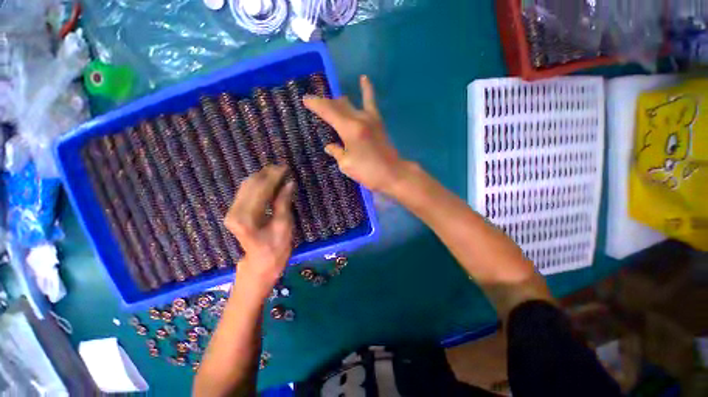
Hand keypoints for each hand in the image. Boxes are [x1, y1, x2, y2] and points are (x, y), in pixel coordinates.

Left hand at [224, 166, 294, 298]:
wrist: (260, 264)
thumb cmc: (275, 249)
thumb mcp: (284, 226)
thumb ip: (283, 202)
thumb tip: (289, 182)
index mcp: (246, 218)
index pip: (261, 189)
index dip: (274, 176)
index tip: (286, 167)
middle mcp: (234, 211)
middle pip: (251, 184)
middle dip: (268, 174)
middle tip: (283, 167)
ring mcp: (233, 211)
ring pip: (247, 186)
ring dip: (263, 177)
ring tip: (278, 171)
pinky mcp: (235, 211)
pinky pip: (246, 191)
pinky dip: (259, 184)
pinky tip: (269, 180)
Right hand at [304, 75, 407, 194]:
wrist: (393, 173)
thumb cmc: (368, 172)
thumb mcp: (346, 165)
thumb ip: (336, 152)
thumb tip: (330, 146)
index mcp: (349, 129)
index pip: (327, 111)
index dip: (315, 104)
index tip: (305, 99)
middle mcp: (359, 118)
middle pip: (338, 105)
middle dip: (325, 104)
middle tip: (315, 106)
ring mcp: (370, 118)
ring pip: (350, 103)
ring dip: (338, 102)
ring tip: (331, 103)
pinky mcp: (378, 121)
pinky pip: (371, 102)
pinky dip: (366, 90)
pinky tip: (363, 78)